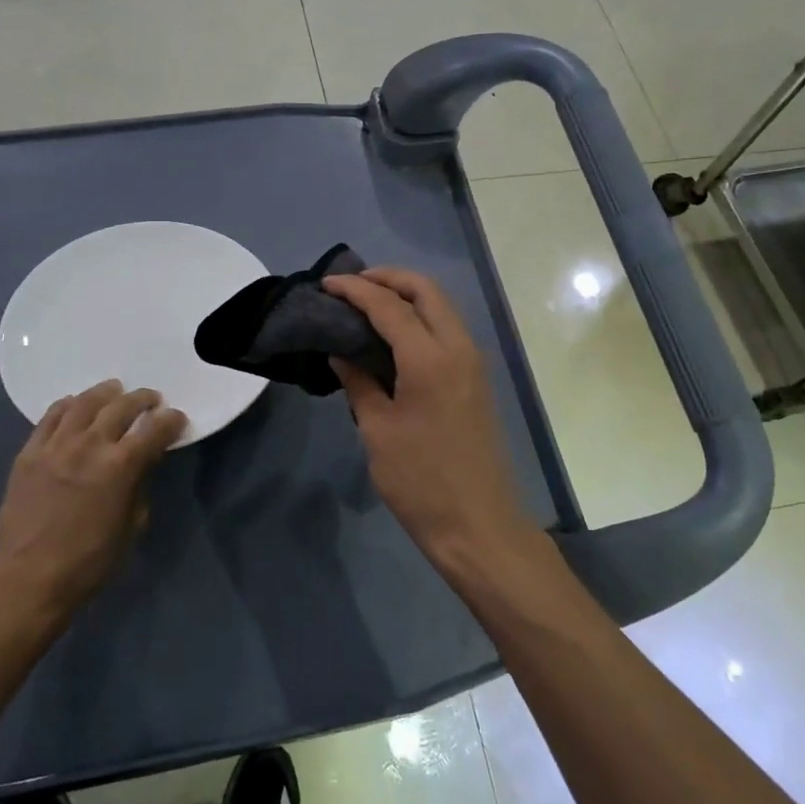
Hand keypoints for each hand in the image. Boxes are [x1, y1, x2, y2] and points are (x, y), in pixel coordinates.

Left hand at [0, 380, 186, 616]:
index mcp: (120, 467)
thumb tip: (141, 465)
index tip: (176, 418)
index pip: (154, 430)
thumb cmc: (90, 561)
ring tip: (114, 390)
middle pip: (121, 407)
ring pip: (84, 404)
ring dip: (105, 393)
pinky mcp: (29, 453)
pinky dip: (67, 406)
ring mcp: (55, 446)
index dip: (170, 421)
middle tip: (151, 399)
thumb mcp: (132, 526)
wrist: (29, 578)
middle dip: (142, 399)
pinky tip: (75, 405)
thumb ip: (139, 486)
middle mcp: (89, 446)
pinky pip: (50, 417)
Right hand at [322, 268, 534, 569]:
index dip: (356, 289)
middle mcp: (458, 348)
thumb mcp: (377, 430)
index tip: (327, 284)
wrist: (477, 525)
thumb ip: (359, 381)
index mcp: (430, 358)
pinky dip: (420, 318)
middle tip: (351, 287)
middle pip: (426, 291)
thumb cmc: (420, 481)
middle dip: (388, 279)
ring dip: (406, 296)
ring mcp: (473, 363)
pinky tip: (393, 336)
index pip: (389, 305)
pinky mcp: (476, 379)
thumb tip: (341, 351)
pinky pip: (447, 329)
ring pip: (441, 307)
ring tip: (367, 305)